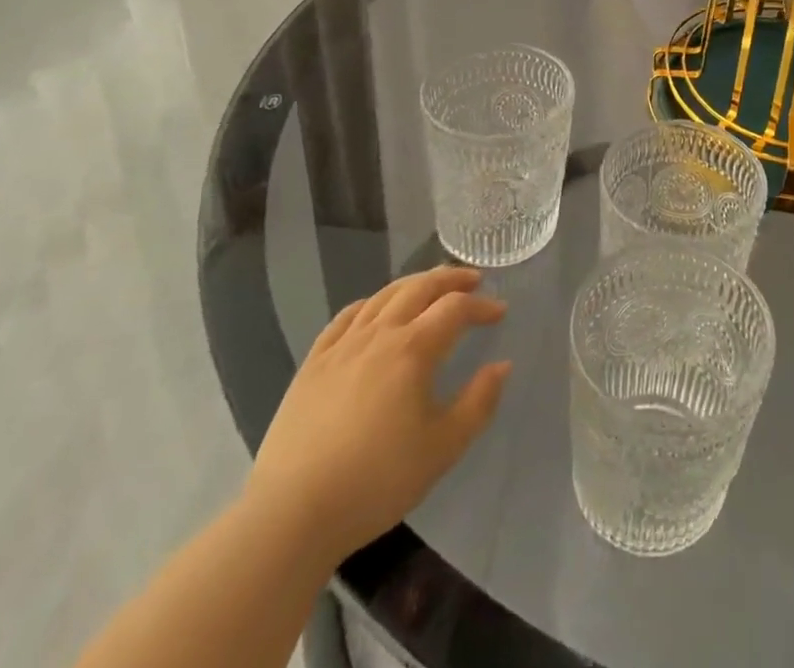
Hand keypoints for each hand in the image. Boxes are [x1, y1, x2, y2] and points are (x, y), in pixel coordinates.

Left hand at [244, 266, 510, 563]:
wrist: (292, 515)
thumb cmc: (377, 482)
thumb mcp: (443, 448)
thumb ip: (479, 402)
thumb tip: (501, 365)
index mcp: (413, 349)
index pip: (455, 308)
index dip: (481, 306)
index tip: (499, 312)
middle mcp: (379, 334)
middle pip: (419, 288)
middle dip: (450, 278)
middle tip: (472, 279)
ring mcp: (341, 346)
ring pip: (383, 296)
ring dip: (413, 283)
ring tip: (430, 286)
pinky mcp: (313, 364)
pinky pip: (346, 317)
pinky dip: (370, 303)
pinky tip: (375, 310)